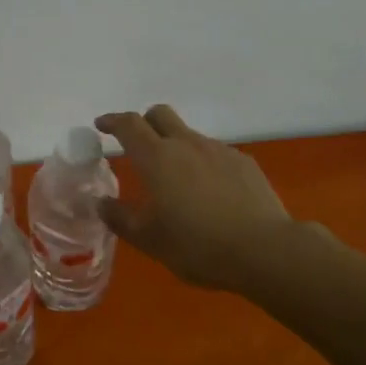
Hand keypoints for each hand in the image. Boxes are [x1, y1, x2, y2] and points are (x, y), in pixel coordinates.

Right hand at [95, 105, 292, 290]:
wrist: (265, 250)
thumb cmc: (198, 245)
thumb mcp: (150, 240)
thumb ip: (120, 218)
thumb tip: (101, 203)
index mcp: (157, 158)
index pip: (129, 125)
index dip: (112, 121)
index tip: (101, 125)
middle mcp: (186, 144)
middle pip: (160, 114)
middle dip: (144, 122)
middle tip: (137, 145)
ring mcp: (219, 150)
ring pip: (188, 135)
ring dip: (175, 147)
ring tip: (177, 181)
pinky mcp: (244, 162)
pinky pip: (215, 153)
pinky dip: (203, 164)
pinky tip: (211, 193)